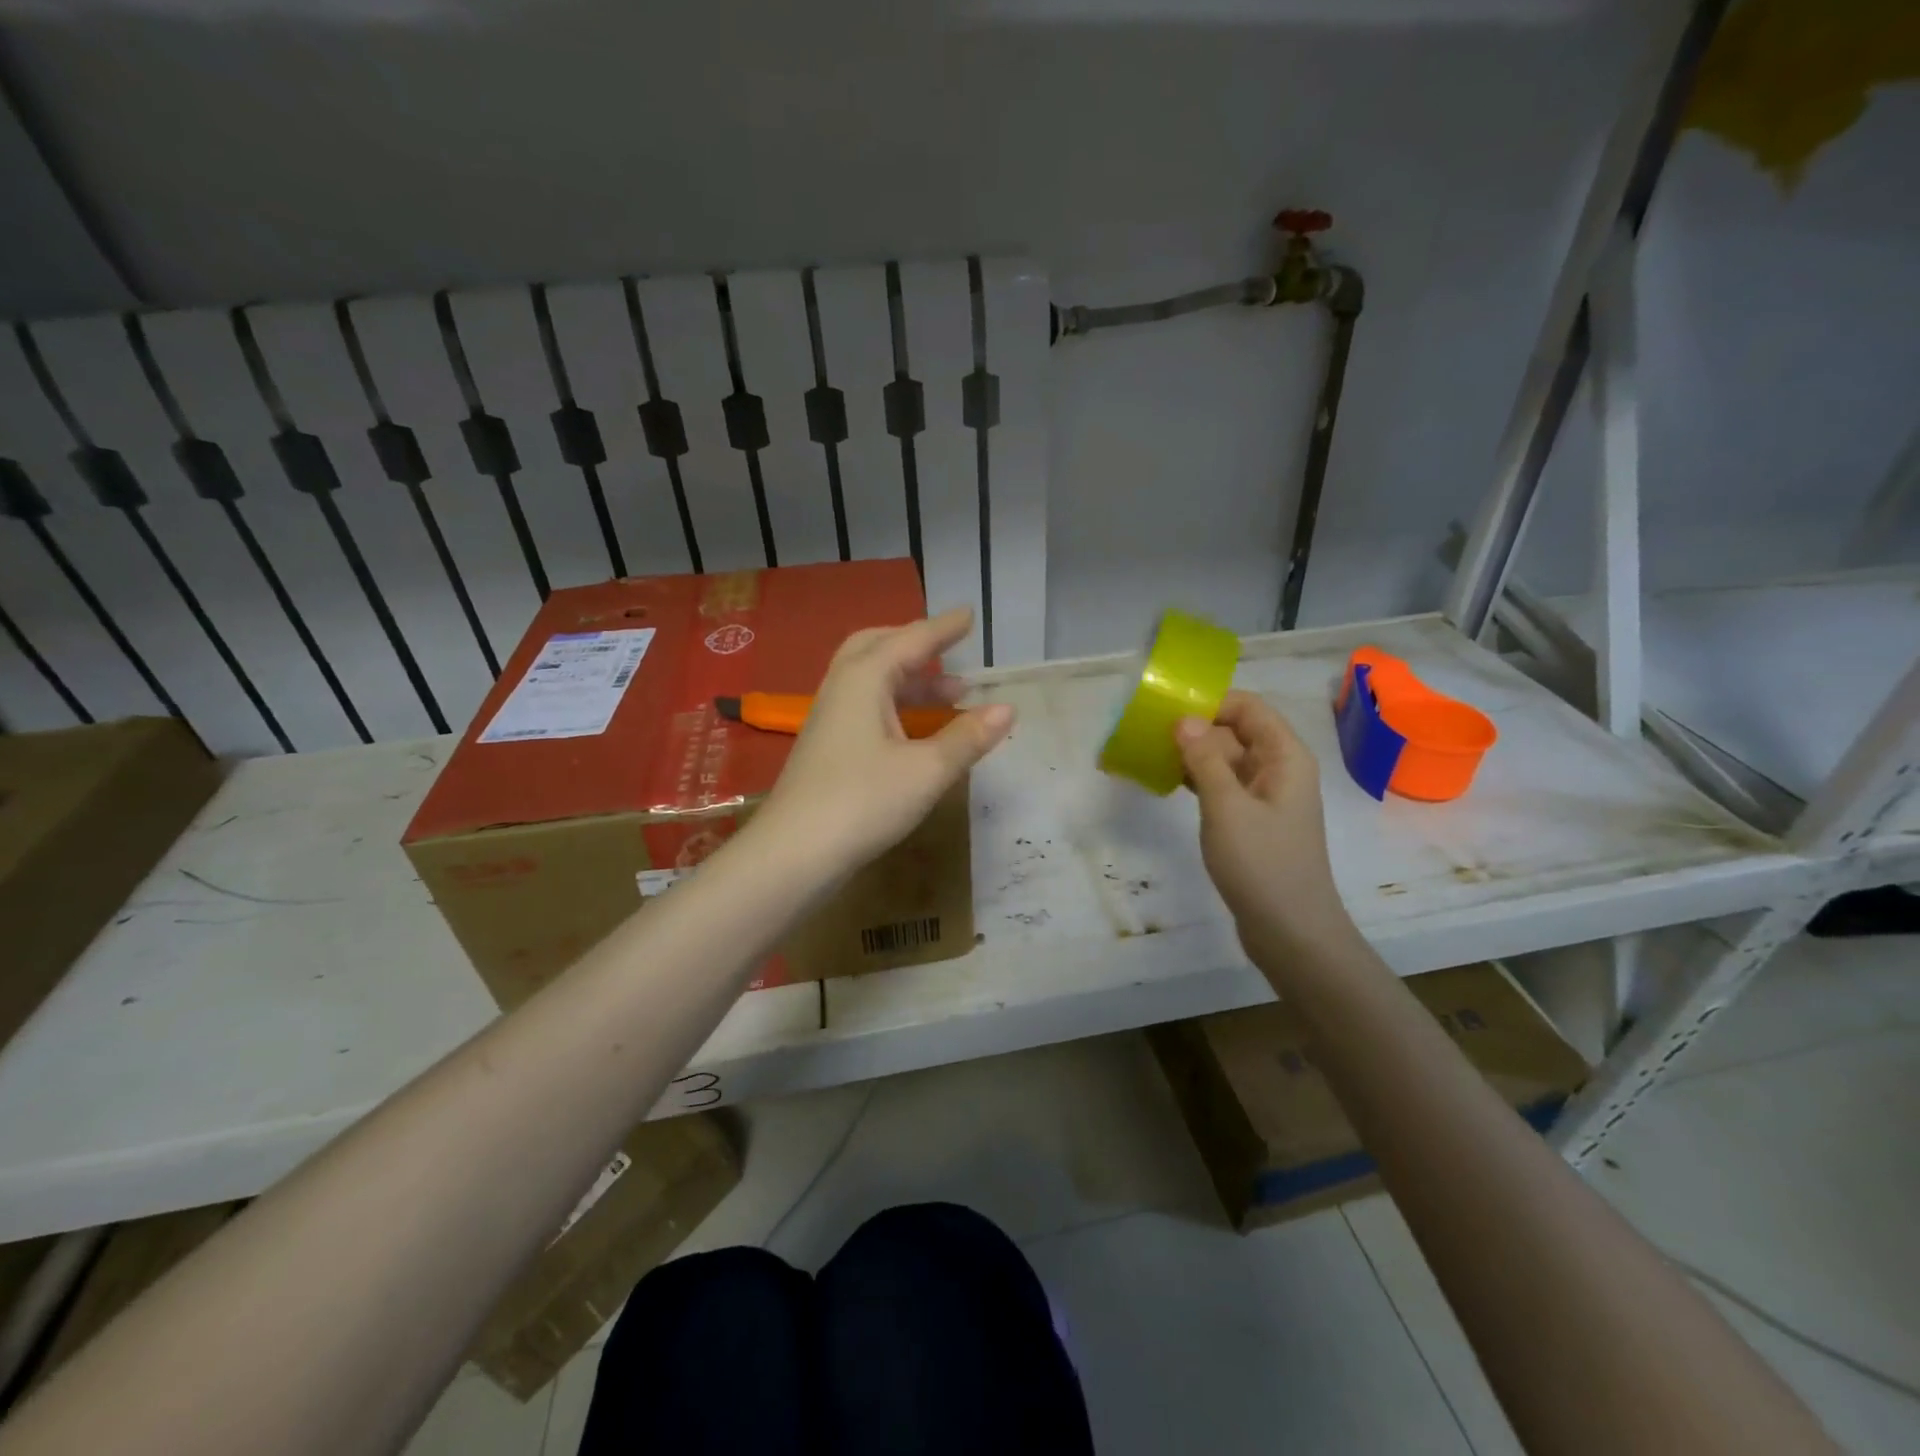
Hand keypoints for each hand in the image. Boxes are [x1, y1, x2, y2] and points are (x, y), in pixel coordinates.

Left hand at [755, 607, 1014, 870]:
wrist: (794, 853)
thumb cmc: (863, 801)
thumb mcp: (927, 770)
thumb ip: (968, 737)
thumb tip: (1007, 708)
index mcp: (864, 679)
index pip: (911, 640)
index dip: (944, 628)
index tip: (969, 615)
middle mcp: (842, 688)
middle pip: (879, 649)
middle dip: (917, 646)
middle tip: (951, 650)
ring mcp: (830, 718)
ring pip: (872, 680)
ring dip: (911, 680)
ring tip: (953, 694)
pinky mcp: (827, 747)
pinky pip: (866, 706)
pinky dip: (897, 705)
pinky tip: (918, 731)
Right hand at [1176, 691, 1355, 962]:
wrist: (1291, 931)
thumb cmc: (1262, 864)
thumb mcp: (1227, 807)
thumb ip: (1205, 759)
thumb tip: (1184, 719)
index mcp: (1285, 756)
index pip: (1248, 707)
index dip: (1210, 703)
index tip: (1167, 711)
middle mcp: (1280, 769)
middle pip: (1236, 730)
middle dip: (1196, 728)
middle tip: (1149, 734)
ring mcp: (1267, 796)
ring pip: (1227, 759)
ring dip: (1193, 755)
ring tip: (1150, 756)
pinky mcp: (1253, 820)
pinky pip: (1224, 785)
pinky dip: (1199, 780)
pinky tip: (1168, 784)